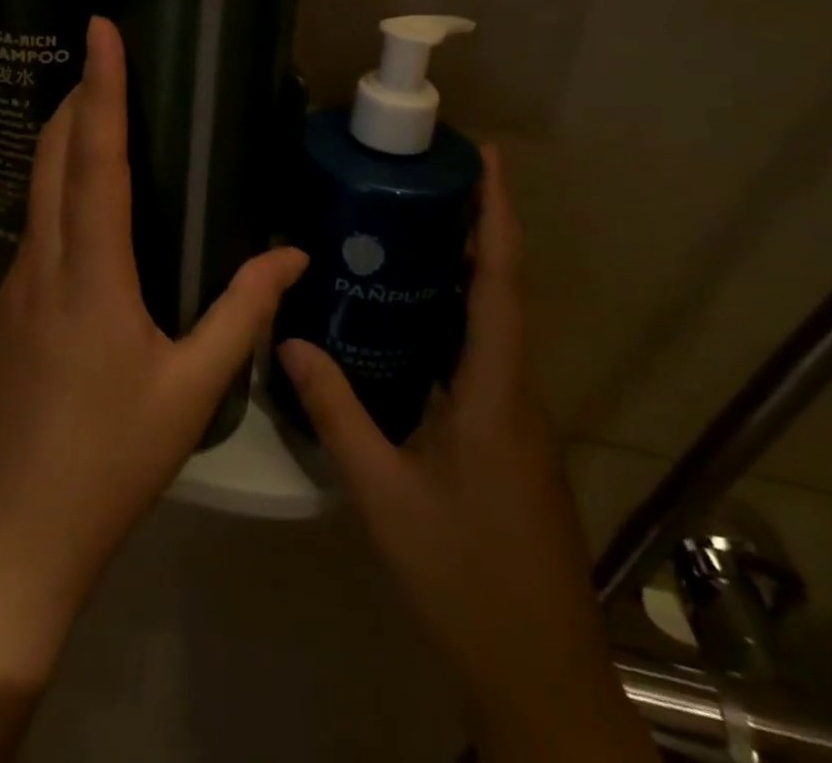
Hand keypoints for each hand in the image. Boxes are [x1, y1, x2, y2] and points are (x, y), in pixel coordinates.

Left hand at [0, 16, 308, 605]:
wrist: (17, 527)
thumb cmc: (112, 458)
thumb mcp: (192, 390)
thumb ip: (242, 314)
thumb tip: (293, 255)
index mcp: (93, 275)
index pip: (96, 160)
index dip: (102, 90)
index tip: (101, 32)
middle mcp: (45, 263)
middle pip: (52, 155)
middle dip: (75, 96)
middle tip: (103, 58)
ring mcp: (15, 283)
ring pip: (35, 186)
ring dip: (60, 137)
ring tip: (93, 108)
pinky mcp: (5, 306)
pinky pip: (33, 224)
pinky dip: (55, 185)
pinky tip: (82, 201)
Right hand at [277, 150, 651, 760]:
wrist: (537, 673)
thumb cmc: (463, 575)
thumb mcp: (384, 492)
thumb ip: (336, 412)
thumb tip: (293, 340)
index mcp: (494, 390)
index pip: (501, 282)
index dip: (498, 215)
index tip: (487, 158)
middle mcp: (515, 390)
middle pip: (501, 291)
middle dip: (474, 228)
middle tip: (422, 183)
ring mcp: (517, 416)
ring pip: (492, 325)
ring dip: (463, 273)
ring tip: (406, 234)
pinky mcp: (509, 438)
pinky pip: (482, 357)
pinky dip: (453, 320)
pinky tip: (408, 324)